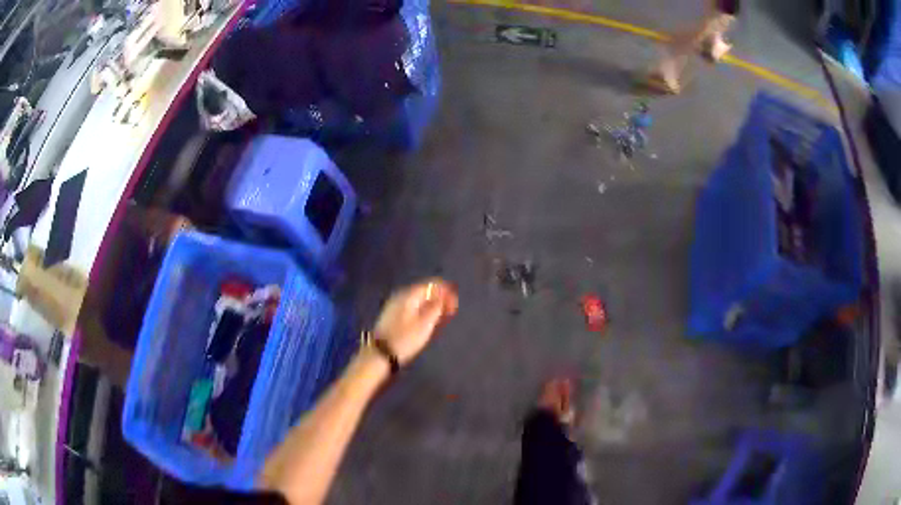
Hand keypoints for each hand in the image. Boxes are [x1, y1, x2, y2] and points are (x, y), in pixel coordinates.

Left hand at [373, 278, 458, 364]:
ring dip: (431, 305)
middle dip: (439, 298)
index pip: (432, 284)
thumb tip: (445, 294)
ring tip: (441, 317)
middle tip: (450, 312)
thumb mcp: (425, 324)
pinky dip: (423, 310)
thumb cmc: (405, 339)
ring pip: (418, 299)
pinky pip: (412, 306)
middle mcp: (401, 295)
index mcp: (409, 295)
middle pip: (425, 290)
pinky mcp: (392, 315)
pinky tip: (427, 320)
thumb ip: (436, 307)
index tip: (455, 304)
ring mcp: (395, 304)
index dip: (446, 291)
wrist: (380, 354)